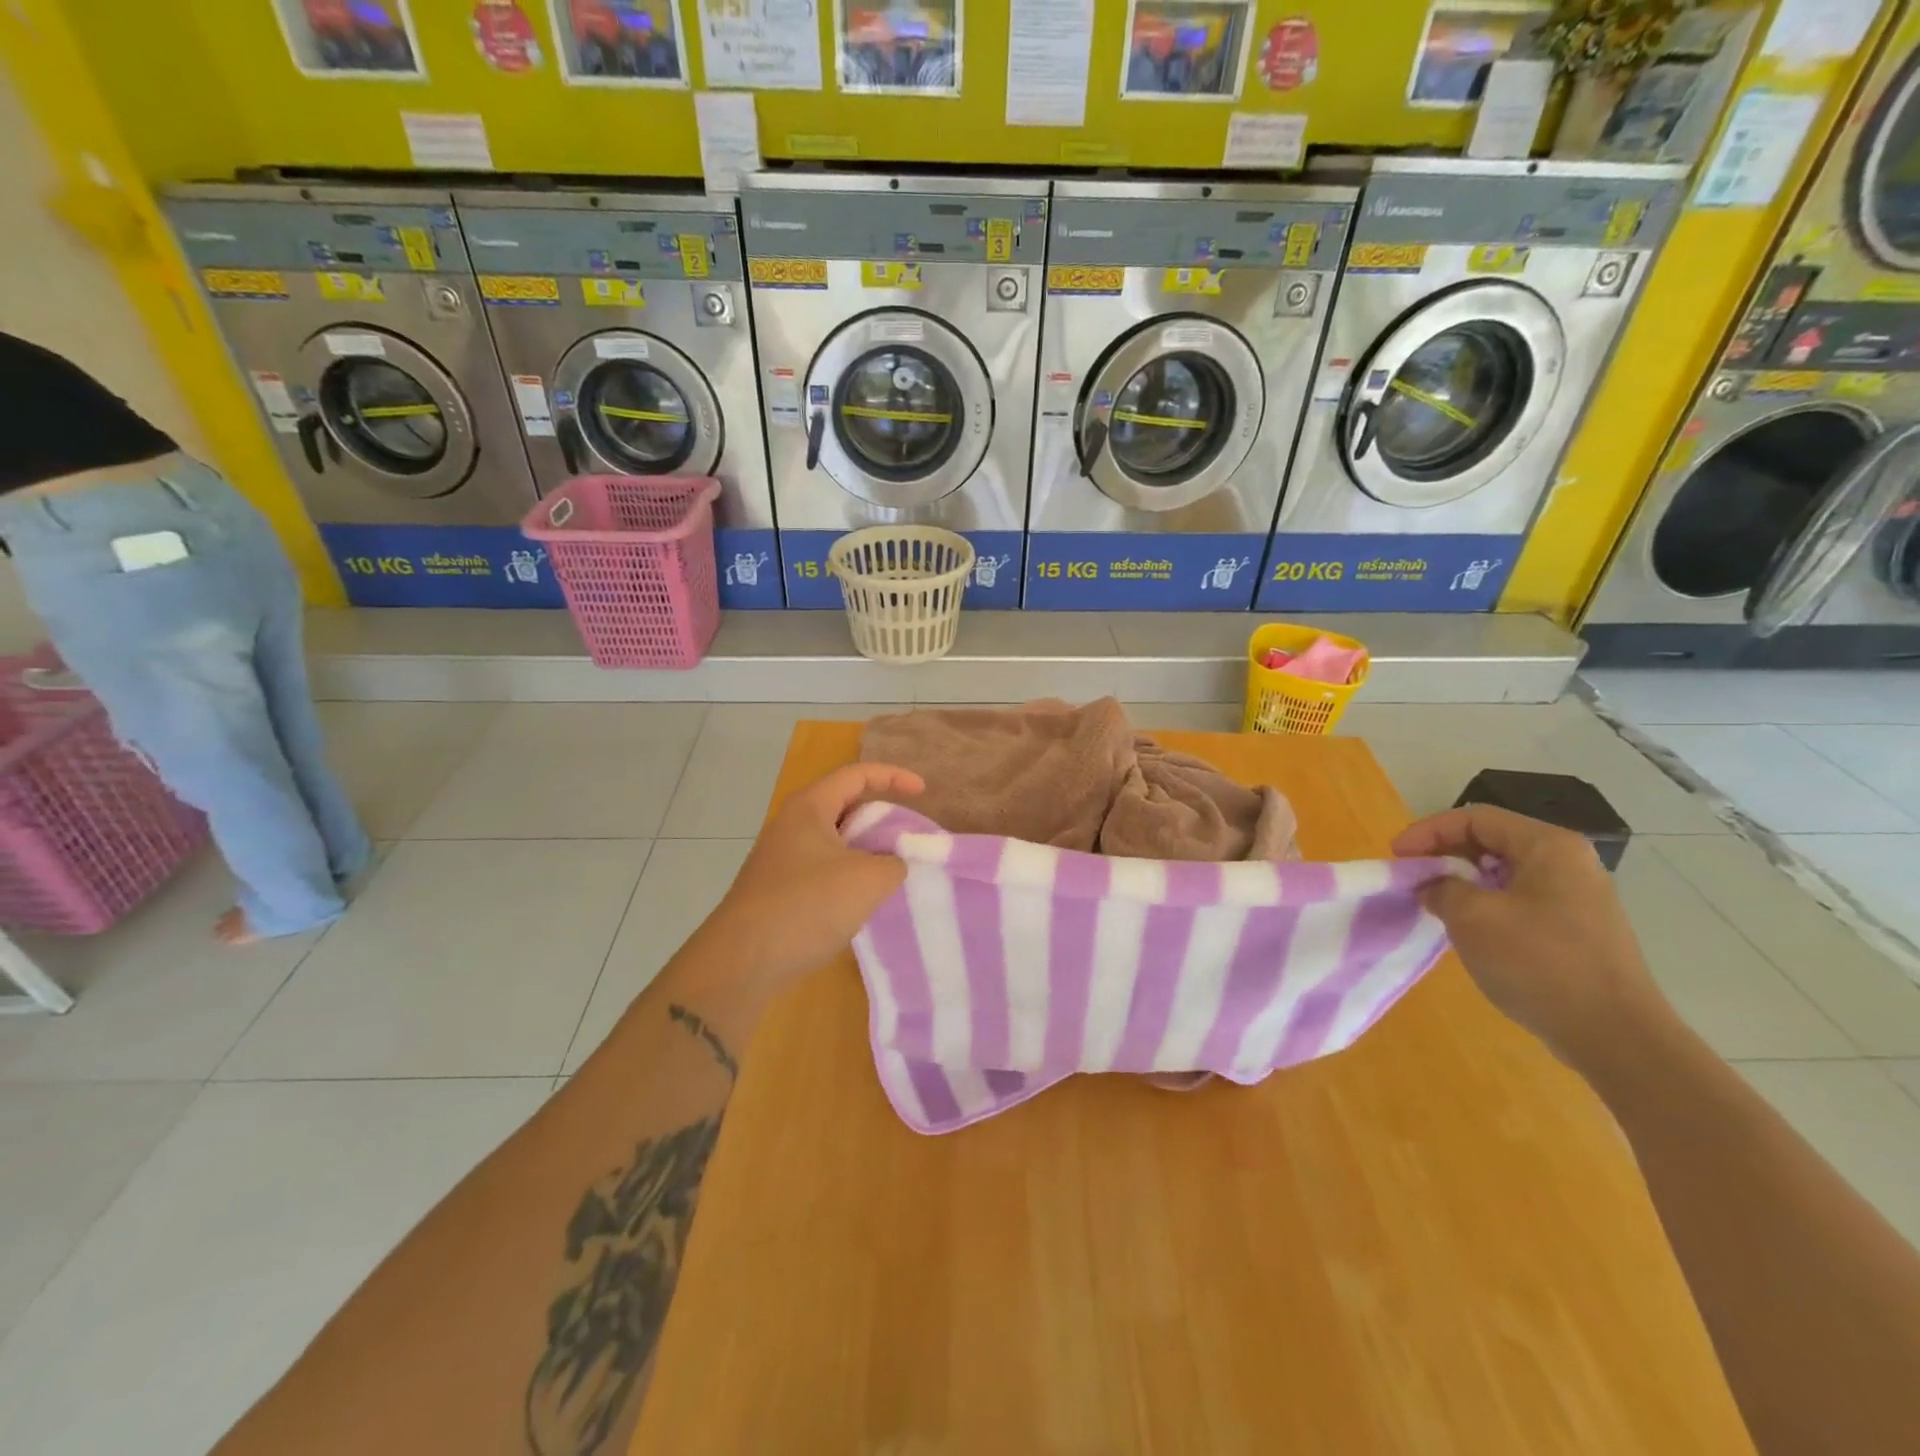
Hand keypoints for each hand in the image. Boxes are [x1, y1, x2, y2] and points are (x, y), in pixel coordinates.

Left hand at [697, 763, 923, 991]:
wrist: (742, 962)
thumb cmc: (807, 906)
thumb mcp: (868, 881)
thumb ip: (894, 863)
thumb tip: (894, 864)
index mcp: (810, 808)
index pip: (856, 775)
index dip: (893, 776)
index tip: (923, 792)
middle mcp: (791, 825)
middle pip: (844, 806)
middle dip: (879, 817)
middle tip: (907, 836)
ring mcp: (781, 859)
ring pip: (834, 842)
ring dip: (865, 851)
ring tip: (892, 870)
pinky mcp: (778, 890)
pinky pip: (822, 870)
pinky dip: (848, 876)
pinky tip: (862, 902)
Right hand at [1392, 805, 1672, 1064]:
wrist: (1615, 1037)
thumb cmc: (1540, 963)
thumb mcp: (1472, 917)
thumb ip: (1441, 887)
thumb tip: (1432, 885)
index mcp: (1549, 847)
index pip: (1474, 818)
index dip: (1428, 831)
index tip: (1396, 857)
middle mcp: (1568, 862)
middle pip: (1491, 840)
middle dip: (1444, 854)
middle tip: (1411, 877)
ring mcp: (1577, 896)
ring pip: (1504, 871)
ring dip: (1462, 880)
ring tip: (1432, 901)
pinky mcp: (1577, 928)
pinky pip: (1519, 898)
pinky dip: (1485, 903)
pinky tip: (1467, 927)